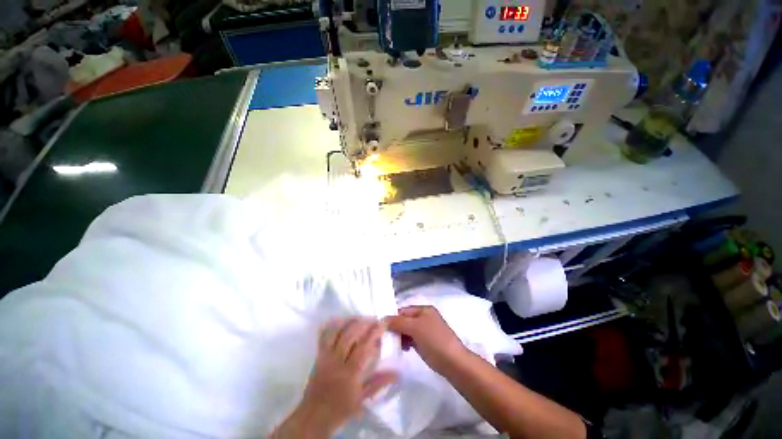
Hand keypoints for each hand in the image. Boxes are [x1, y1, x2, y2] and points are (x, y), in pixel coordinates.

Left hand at [271, 318, 397, 437]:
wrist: (314, 415)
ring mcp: (326, 356)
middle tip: (374, 319)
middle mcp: (337, 361)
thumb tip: (397, 373)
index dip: (374, 332)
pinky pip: (324, 335)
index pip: (364, 346)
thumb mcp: (362, 399)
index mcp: (350, 373)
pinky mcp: (318, 355)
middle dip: (364, 323)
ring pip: (337, 331)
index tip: (383, 323)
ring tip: (360, 317)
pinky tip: (341, 320)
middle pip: (350, 335)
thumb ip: (379, 382)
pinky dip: (333, 325)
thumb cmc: (341, 408)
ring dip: (350, 321)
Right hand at [384, 306, 466, 373]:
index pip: (403, 310)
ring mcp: (426, 330)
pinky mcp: (426, 343)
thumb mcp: (415, 328)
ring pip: (407, 330)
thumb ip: (398, 322)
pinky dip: (406, 343)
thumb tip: (383, 320)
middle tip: (387, 339)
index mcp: (424, 309)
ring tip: (395, 345)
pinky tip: (404, 349)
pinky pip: (412, 339)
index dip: (393, 318)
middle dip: (396, 328)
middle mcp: (424, 317)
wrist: (453, 362)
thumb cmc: (434, 340)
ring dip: (400, 336)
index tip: (382, 328)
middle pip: (405, 320)